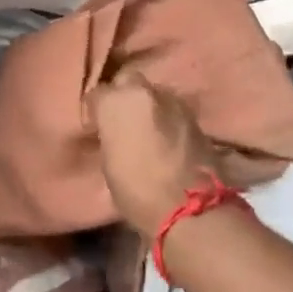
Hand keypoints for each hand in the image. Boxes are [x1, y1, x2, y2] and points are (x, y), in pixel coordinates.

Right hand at [86, 69, 222, 233]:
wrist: (189, 209)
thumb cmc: (137, 190)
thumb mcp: (109, 162)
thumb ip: (110, 134)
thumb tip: (113, 131)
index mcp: (116, 101)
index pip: (98, 93)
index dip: (97, 109)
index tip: (97, 124)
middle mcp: (145, 91)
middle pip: (128, 82)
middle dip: (124, 96)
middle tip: (122, 120)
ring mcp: (174, 101)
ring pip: (154, 94)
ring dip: (149, 107)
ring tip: (146, 130)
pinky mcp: (196, 117)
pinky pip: (173, 111)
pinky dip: (167, 119)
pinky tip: (166, 138)